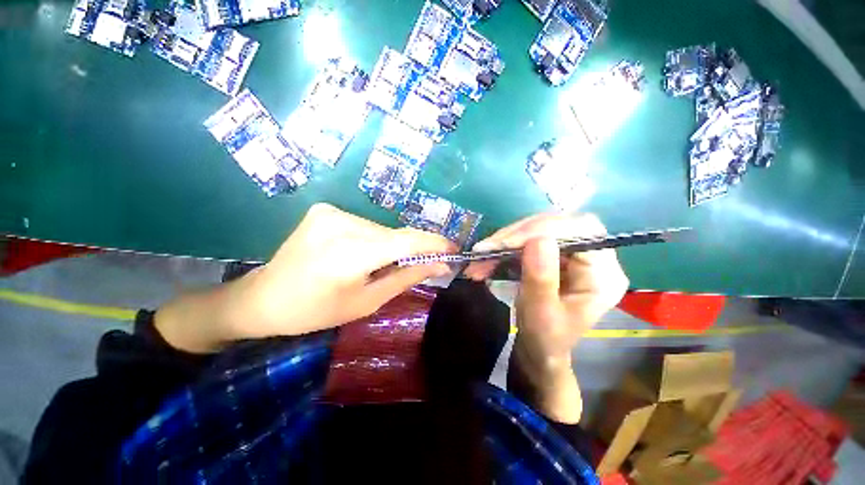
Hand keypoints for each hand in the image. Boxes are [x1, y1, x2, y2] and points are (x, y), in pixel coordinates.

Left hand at [156, 204, 453, 351]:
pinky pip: (366, 225)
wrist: (264, 297)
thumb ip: (406, 278)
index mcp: (349, 254)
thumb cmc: (316, 311)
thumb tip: (440, 265)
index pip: (405, 242)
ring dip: (391, 246)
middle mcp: (341, 224)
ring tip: (379, 266)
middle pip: (394, 235)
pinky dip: (374, 240)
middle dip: (412, 250)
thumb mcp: (366, 301)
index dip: (434, 243)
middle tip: (419, 266)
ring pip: (381, 229)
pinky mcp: (326, 210)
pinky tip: (362, 255)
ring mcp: (331, 212)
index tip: (453, 249)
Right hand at [465, 213, 627, 421]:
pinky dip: (505, 246)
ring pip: (539, 229)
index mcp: (603, 275)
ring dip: (507, 240)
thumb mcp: (541, 315)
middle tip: (488, 248)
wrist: (540, 347)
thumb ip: (541, 279)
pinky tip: (488, 257)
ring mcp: (573, 253)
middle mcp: (594, 257)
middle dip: (519, 233)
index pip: (582, 231)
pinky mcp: (554, 254)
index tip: (506, 243)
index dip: (543, 229)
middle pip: (558, 224)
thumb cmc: (545, 339)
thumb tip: (538, 239)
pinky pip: (529, 238)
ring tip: (481, 256)